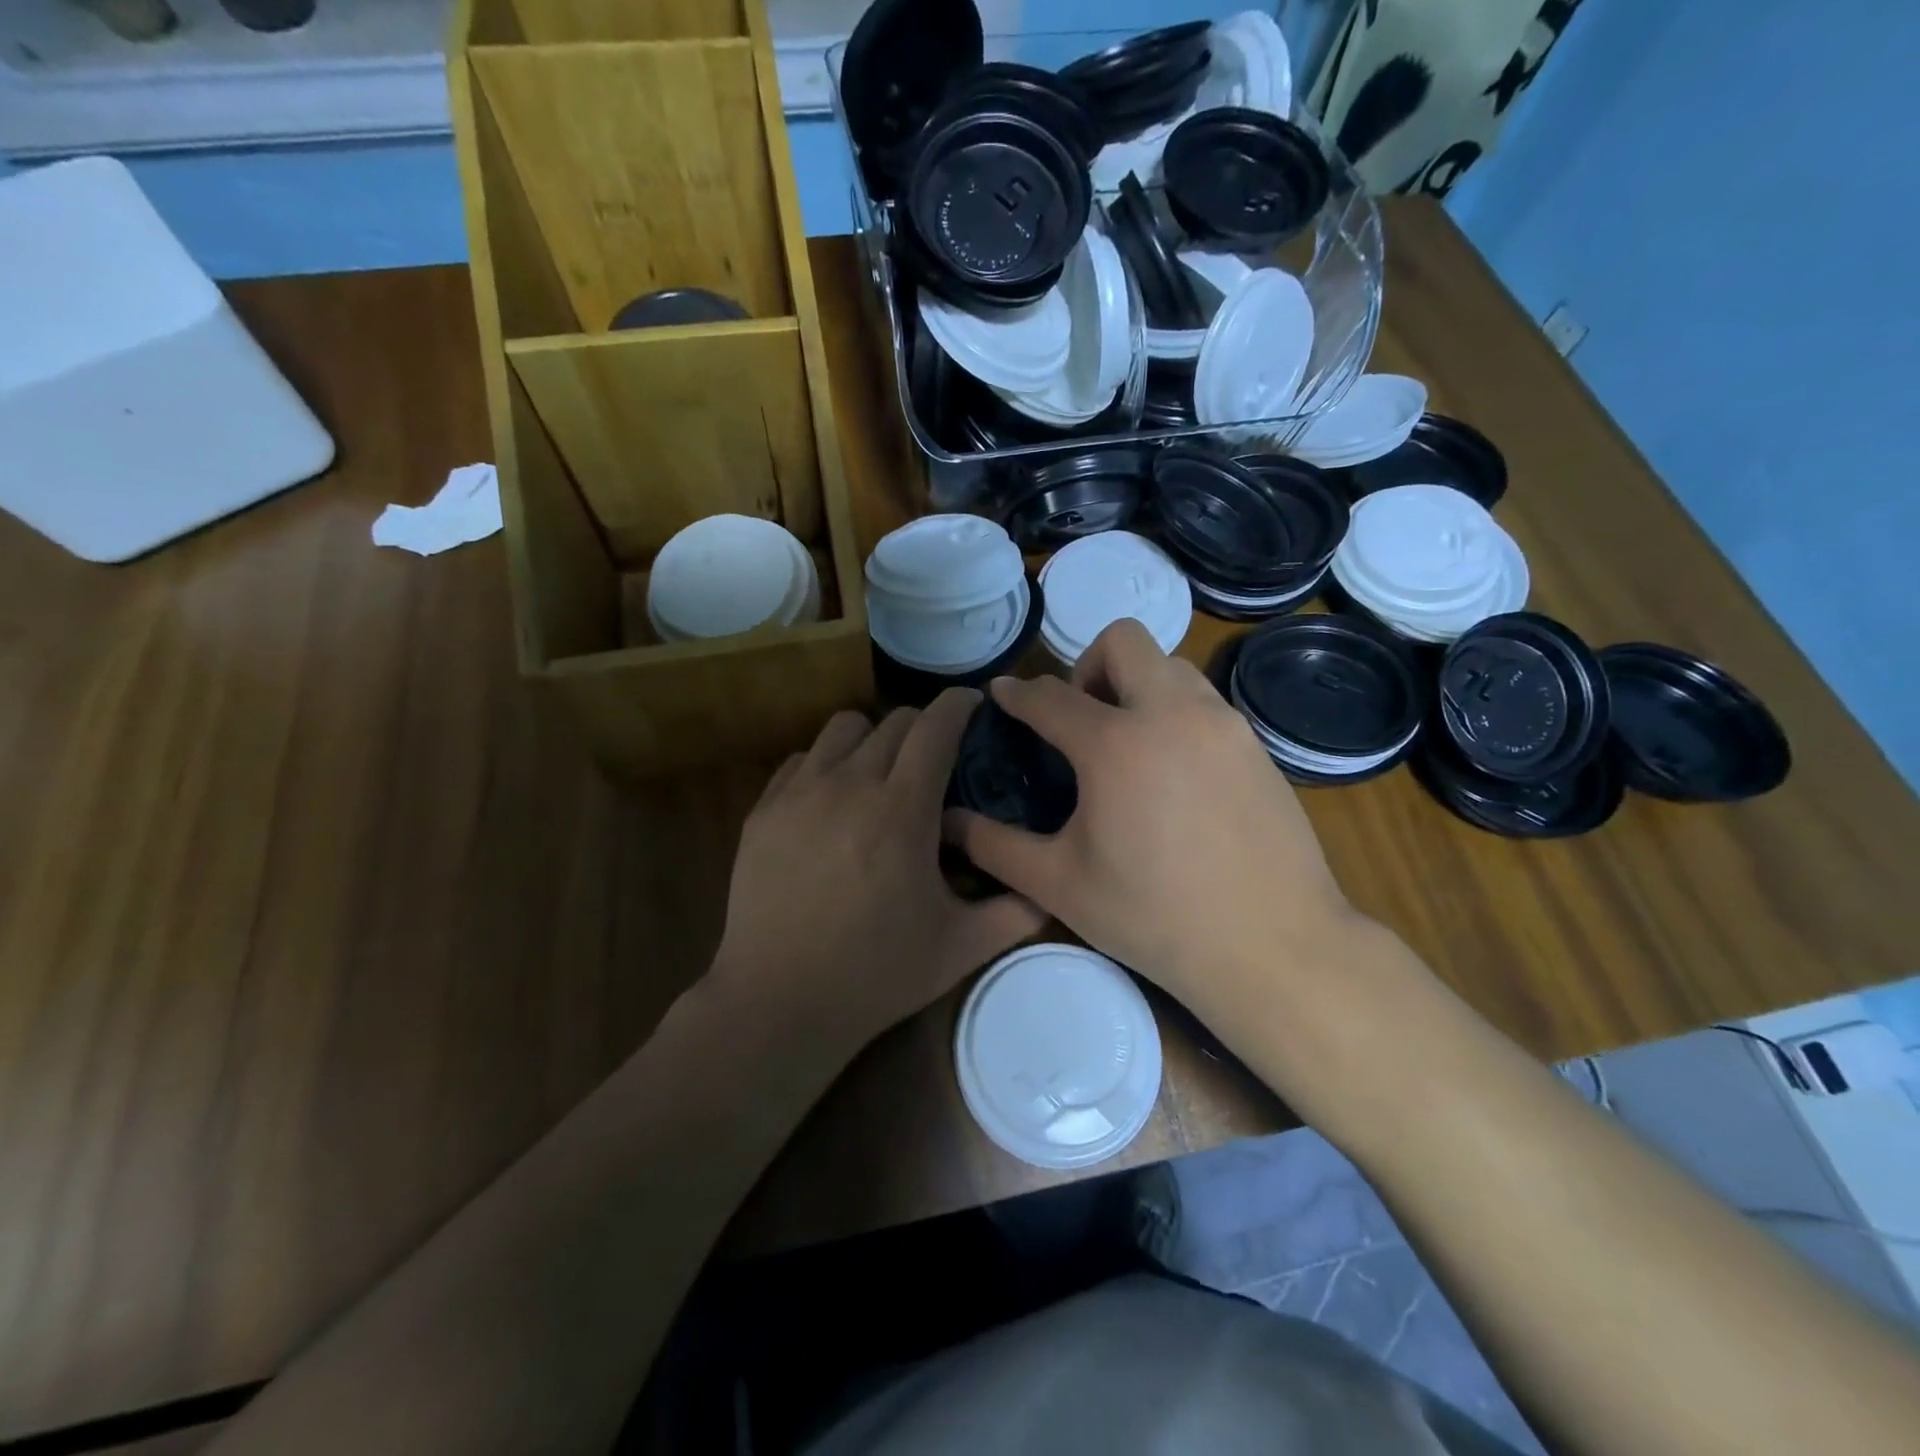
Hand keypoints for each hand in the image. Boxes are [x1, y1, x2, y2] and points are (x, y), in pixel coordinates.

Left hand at [712, 688, 1046, 1056]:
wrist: (779, 1002)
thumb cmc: (876, 974)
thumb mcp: (961, 948)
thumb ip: (1016, 911)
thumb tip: (1054, 888)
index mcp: (902, 809)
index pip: (936, 726)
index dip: (958, 705)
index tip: (972, 705)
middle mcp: (849, 784)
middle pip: (893, 721)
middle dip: (923, 728)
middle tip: (935, 760)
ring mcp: (799, 794)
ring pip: (842, 729)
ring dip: (872, 739)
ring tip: (880, 775)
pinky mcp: (763, 811)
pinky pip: (801, 761)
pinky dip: (825, 766)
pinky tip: (832, 804)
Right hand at [946, 621, 1366, 1019]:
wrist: (1273, 946)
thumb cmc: (1154, 917)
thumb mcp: (1059, 885)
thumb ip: (995, 845)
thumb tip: (950, 822)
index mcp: (1115, 744)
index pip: (1050, 698)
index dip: (1018, 694)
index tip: (1003, 694)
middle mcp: (1172, 714)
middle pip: (1123, 642)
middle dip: (1087, 666)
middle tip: (1079, 720)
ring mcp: (1222, 724)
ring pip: (1170, 665)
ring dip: (1136, 685)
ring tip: (1126, 742)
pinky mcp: (1255, 745)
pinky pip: (1203, 702)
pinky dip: (1174, 712)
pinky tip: (1171, 772)